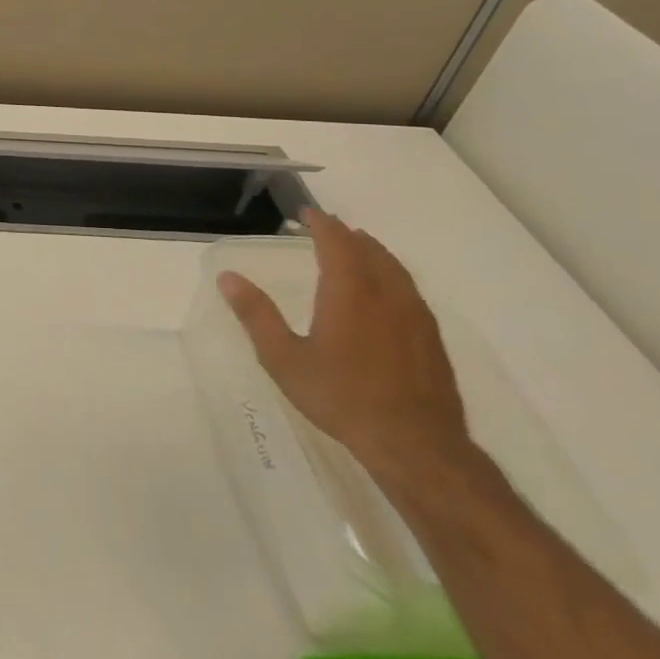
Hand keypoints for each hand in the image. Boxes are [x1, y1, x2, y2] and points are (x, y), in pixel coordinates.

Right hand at [217, 208, 470, 484]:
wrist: (415, 446)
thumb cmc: (341, 397)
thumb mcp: (284, 358)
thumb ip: (256, 315)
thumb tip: (227, 278)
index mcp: (349, 292)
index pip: (337, 243)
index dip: (322, 224)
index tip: (308, 212)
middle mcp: (386, 295)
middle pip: (370, 251)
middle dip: (348, 235)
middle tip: (330, 228)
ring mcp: (416, 317)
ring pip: (396, 270)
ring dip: (374, 253)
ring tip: (359, 250)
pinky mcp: (432, 340)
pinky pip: (410, 292)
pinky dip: (392, 277)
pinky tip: (387, 293)